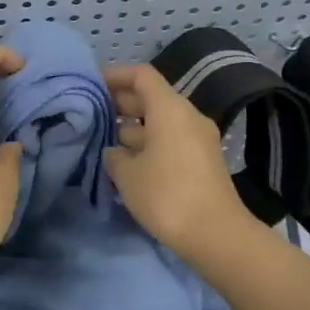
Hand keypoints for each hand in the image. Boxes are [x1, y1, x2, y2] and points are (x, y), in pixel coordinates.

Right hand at [104, 63, 258, 261]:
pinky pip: (170, 140)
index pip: (141, 76)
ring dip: (134, 127)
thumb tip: (115, 151)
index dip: (115, 74)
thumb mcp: (127, 174)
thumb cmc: (167, 195)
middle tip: (92, 113)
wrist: (217, 235)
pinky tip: (128, 163)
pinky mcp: (202, 162)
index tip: (92, 83)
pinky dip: (148, 143)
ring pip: (161, 121)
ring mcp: (198, 139)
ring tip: (105, 141)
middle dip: (121, 102)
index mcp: (170, 109)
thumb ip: (114, 155)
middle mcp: (187, 116)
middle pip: (152, 97)